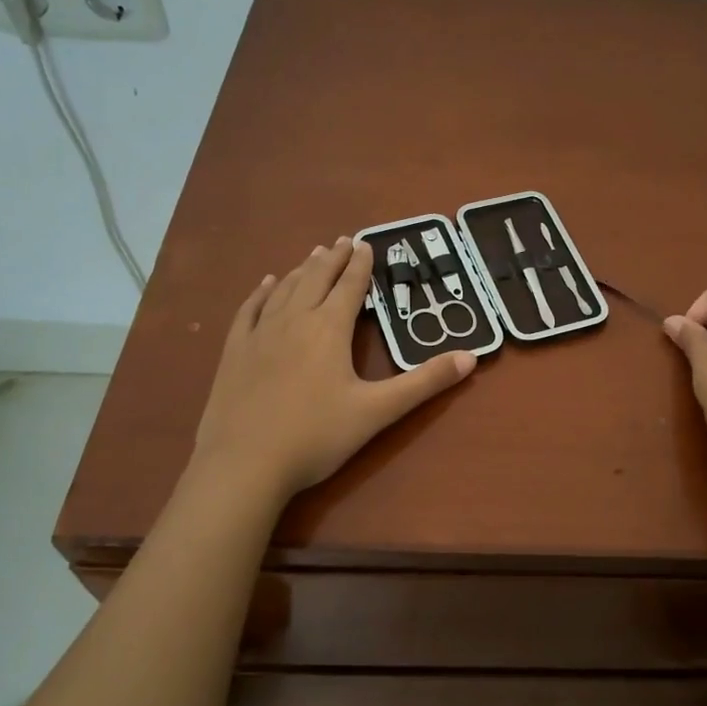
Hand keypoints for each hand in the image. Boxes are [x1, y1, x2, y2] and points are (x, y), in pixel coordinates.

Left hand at [193, 237, 476, 500]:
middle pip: (316, 279)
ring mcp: (260, 334)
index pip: (349, 287)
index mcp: (329, 329)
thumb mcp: (378, 411)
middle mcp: (294, 320)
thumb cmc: (317, 436)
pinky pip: (250, 310)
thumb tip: (471, 358)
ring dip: (303, 269)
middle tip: (343, 241)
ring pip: (285, 289)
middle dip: (333, 258)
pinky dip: (262, 292)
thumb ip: (424, 383)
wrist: (245, 464)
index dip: (360, 265)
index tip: (366, 244)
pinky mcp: (235, 352)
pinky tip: (266, 284)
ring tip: (314, 255)